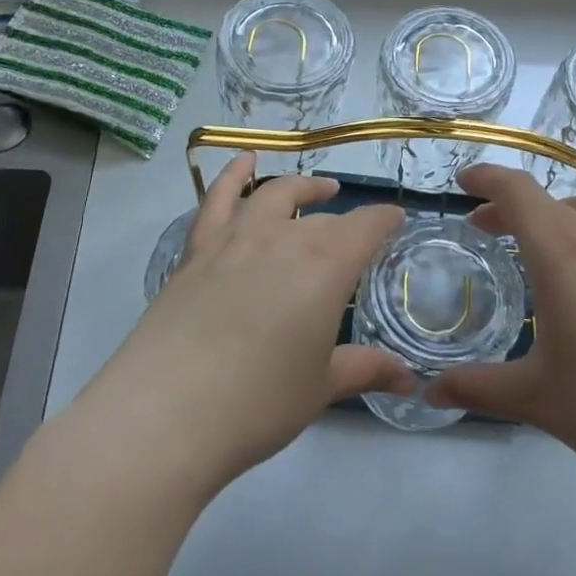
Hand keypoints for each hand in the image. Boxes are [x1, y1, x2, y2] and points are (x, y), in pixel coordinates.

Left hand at [79, 154, 412, 496]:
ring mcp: (234, 240)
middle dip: (346, 224)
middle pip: (322, 219)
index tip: (396, 220)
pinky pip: (216, 200)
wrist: (165, 413)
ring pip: (273, 196)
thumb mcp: (320, 387)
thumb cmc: (258, 403)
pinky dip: (232, 176)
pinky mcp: (196, 252)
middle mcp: (283, 239)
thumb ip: (365, 370)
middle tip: (358, 237)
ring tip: (317, 188)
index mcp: (325, 266)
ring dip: (300, 187)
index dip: (385, 221)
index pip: (366, 227)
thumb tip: (410, 381)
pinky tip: (243, 162)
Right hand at [426, 165, 575, 502]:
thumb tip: (428, 393)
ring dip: (563, 215)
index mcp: (564, 257)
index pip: (517, 192)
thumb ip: (476, 389)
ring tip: (551, 244)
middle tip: (491, 233)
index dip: (486, 179)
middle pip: (553, 200)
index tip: (463, 184)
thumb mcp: (537, 400)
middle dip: (514, 208)